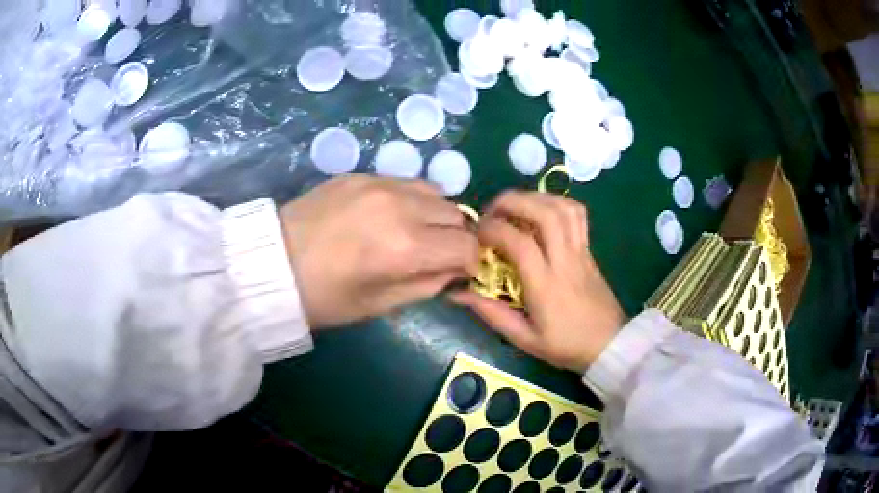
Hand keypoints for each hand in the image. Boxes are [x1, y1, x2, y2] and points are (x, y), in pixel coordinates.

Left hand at [280, 176, 478, 328]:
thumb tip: (453, 271)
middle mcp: (400, 206)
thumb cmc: (324, 297)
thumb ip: (427, 285)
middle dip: (455, 237)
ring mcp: (379, 183)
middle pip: (456, 214)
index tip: (459, 272)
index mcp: (405, 247)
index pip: (466, 246)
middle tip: (438, 254)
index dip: (470, 262)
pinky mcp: (360, 174)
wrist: (271, 264)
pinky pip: (404, 182)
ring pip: (434, 192)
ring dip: (436, 214)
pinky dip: (411, 200)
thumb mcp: (380, 305)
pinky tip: (390, 216)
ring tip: (416, 232)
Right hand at [451, 191, 626, 372]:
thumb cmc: (565, 345)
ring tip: (514, 207)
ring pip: (562, 207)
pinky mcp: (589, 249)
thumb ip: (491, 313)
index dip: (493, 229)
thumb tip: (457, 294)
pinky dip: (556, 203)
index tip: (475, 234)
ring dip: (534, 198)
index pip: (519, 242)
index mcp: (545, 284)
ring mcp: (580, 251)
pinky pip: (577, 214)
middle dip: (512, 201)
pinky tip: (541, 211)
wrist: (609, 344)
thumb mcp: (524, 338)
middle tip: (491, 210)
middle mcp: (564, 260)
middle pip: (543, 213)